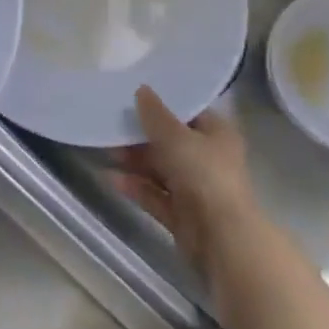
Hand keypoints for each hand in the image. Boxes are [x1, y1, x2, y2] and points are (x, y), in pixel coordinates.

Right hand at [115, 85, 255, 273]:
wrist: (221, 239)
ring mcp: (196, 190)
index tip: (134, 97)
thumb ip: (155, 113)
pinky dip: (136, 187)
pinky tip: (112, 179)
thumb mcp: (175, 135)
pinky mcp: (183, 215)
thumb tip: (142, 90)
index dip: (164, 105)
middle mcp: (209, 160)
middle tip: (113, 126)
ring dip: (135, 162)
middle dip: (142, 137)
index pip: (189, 113)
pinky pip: (155, 195)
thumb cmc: (203, 174)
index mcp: (218, 135)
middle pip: (171, 142)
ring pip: (161, 170)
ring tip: (107, 151)